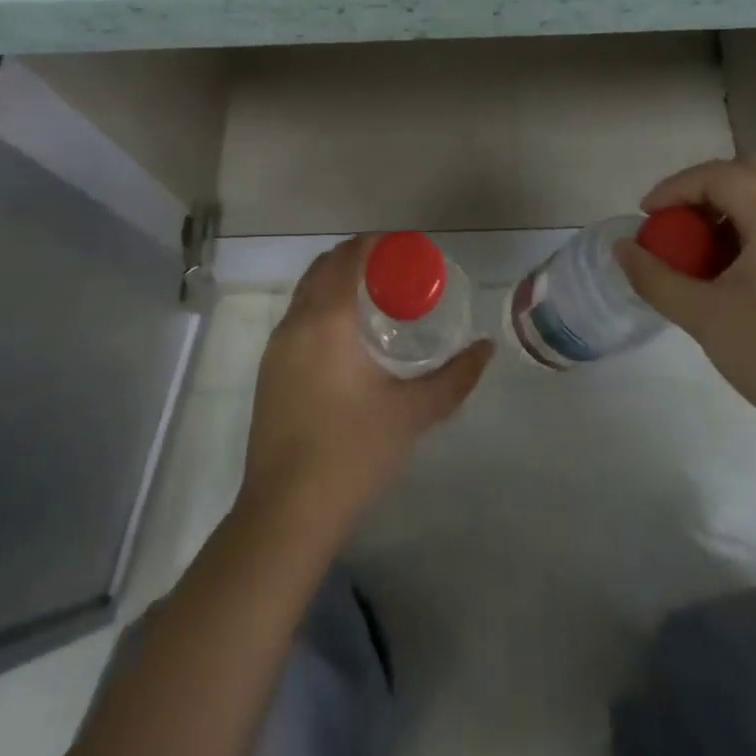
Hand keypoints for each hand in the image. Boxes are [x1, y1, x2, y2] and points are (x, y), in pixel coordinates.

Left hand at [240, 235, 492, 538]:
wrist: (286, 512)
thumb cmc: (353, 453)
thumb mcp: (412, 413)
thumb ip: (455, 378)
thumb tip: (486, 349)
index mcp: (328, 320)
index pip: (349, 258)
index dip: (375, 243)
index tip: (404, 248)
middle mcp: (296, 321)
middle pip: (324, 266)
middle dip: (356, 257)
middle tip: (394, 271)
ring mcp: (276, 345)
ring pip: (306, 290)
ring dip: (335, 280)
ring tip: (373, 297)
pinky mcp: (268, 369)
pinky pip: (296, 316)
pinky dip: (320, 304)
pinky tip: (345, 334)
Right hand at [615, 156, 755, 442]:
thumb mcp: (702, 316)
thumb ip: (655, 276)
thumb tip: (621, 249)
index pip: (719, 176)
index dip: (675, 188)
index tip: (647, 217)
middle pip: (750, 173)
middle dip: (704, 188)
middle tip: (676, 220)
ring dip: (728, 208)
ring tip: (697, 248)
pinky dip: (750, 229)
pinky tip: (730, 271)